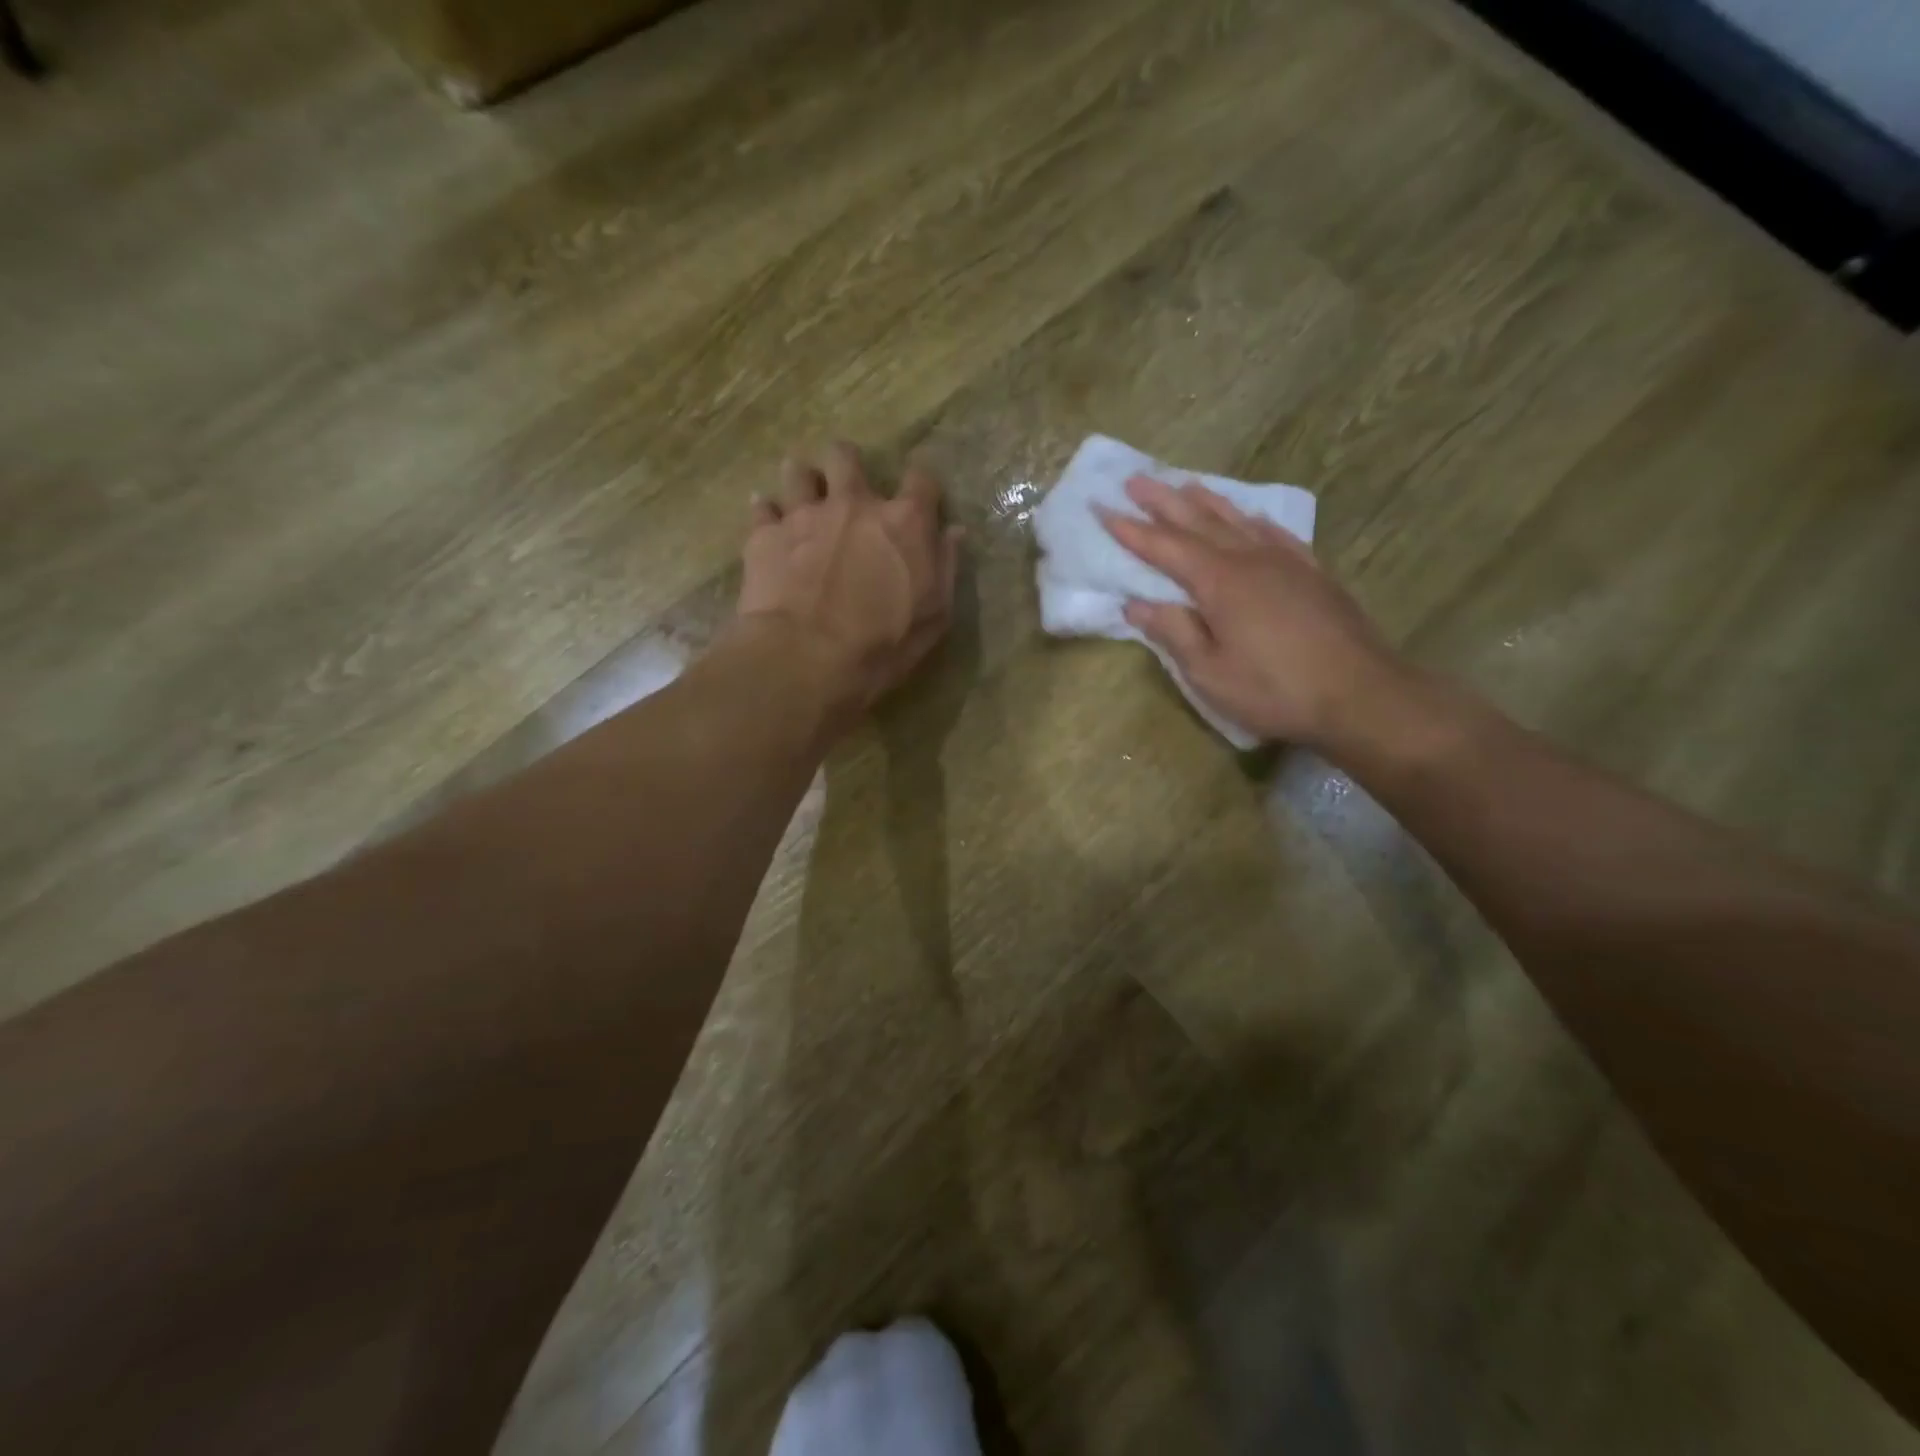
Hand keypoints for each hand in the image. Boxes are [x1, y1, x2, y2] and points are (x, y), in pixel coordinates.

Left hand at [735, 442, 960, 724]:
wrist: (806, 658)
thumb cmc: (882, 645)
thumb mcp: (934, 616)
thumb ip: (945, 567)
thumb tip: (953, 532)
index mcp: (904, 523)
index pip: (921, 480)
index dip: (920, 486)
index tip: (918, 499)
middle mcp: (854, 504)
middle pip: (847, 457)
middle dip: (847, 465)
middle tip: (845, 487)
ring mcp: (804, 515)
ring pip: (798, 472)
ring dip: (803, 480)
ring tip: (803, 499)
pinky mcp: (765, 535)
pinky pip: (762, 507)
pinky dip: (766, 512)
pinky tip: (768, 522)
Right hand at [1098, 474, 1408, 750]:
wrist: (1360, 693)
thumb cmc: (1274, 689)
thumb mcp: (1210, 673)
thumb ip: (1174, 633)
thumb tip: (1137, 604)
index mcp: (1219, 583)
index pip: (1164, 548)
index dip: (1130, 529)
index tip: (1102, 507)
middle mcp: (1249, 560)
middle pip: (1198, 522)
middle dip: (1162, 501)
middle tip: (1135, 479)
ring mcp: (1285, 562)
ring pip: (1237, 520)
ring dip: (1206, 501)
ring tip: (1184, 483)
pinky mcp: (1312, 573)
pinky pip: (1276, 534)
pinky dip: (1254, 520)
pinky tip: (1251, 515)